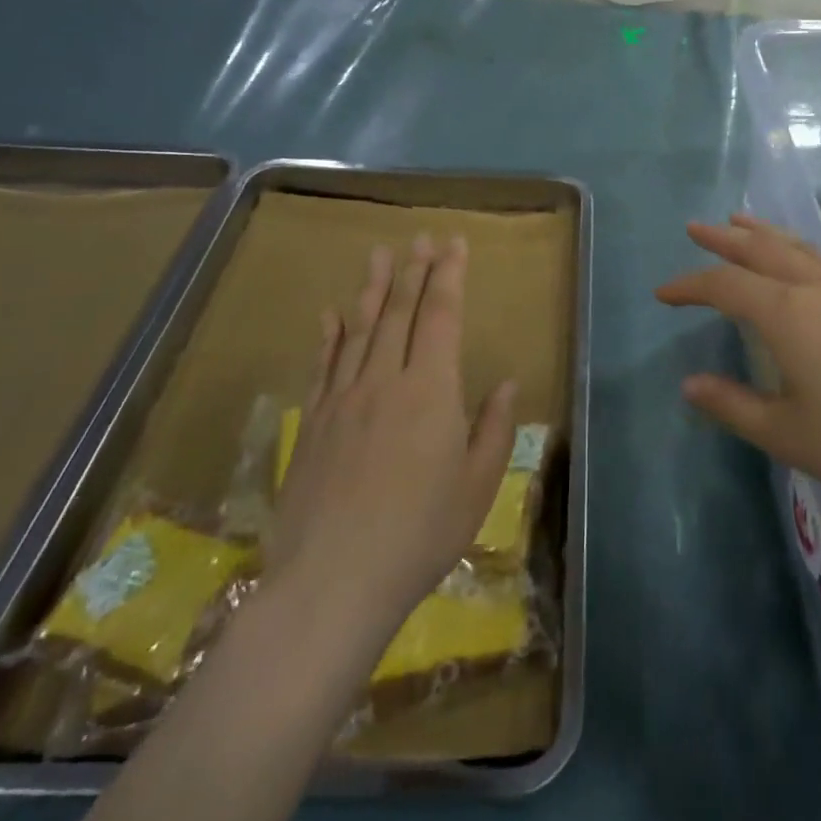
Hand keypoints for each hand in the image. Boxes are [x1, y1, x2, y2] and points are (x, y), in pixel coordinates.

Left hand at [268, 235, 516, 627]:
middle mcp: (385, 379)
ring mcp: (344, 398)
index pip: (440, 315)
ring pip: (361, 328)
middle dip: (414, 270)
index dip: (448, 275)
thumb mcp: (477, 487)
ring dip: (373, 287)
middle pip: (400, 311)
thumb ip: (494, 428)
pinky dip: (329, 334)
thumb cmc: (419, 535)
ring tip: (380, 253)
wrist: (332, 583)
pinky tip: (331, 312)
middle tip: (421, 237)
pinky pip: (323, 365)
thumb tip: (505, 383)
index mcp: (431, 390)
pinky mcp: (314, 421)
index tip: (453, 242)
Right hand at [657, 215, 820, 519]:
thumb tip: (689, 384)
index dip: (690, 285)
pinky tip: (801, 262)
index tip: (663, 293)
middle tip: (696, 227)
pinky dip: (796, 249)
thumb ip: (733, 406)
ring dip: (763, 234)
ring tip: (741, 221)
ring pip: (796, 247)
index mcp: (786, 314)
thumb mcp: (788, 434)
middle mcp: (815, 288)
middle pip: (760, 250)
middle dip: (724, 239)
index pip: (724, 285)